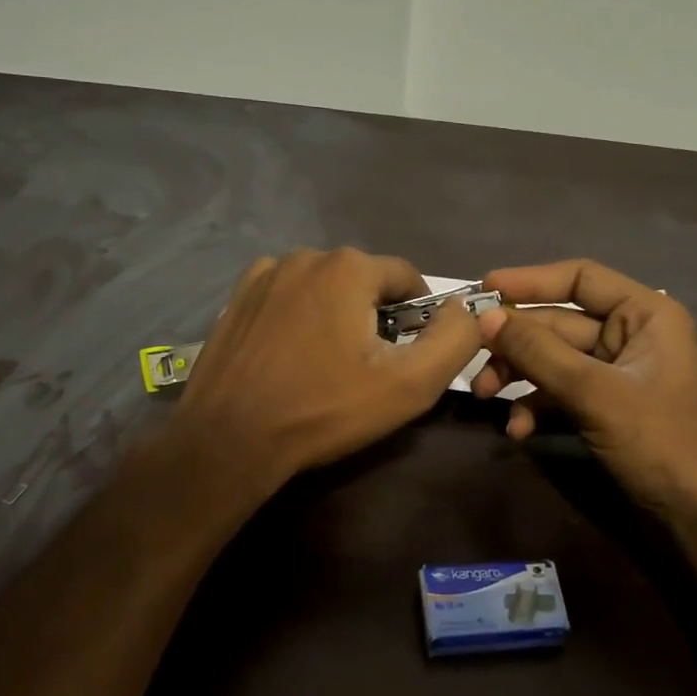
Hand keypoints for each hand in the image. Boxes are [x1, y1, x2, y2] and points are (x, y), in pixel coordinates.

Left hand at [170, 248, 483, 493]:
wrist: (229, 440)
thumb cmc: (324, 410)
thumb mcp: (409, 385)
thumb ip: (454, 340)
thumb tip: (467, 310)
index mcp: (349, 267)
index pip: (407, 277)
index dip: (419, 316)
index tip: (409, 355)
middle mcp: (306, 255)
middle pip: (364, 280)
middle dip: (375, 316)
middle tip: (367, 368)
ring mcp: (266, 273)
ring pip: (325, 287)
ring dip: (336, 314)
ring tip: (326, 365)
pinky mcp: (238, 297)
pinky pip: (287, 296)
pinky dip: (299, 316)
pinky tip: (290, 356)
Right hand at [469, 260, 696, 525]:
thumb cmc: (660, 442)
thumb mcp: (594, 392)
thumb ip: (538, 352)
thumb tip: (486, 317)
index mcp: (645, 314)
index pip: (580, 278)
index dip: (530, 280)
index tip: (484, 289)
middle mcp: (631, 335)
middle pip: (559, 323)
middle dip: (516, 342)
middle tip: (472, 357)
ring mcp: (618, 374)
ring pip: (554, 360)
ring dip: (519, 375)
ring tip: (486, 396)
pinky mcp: (606, 408)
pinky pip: (562, 393)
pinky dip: (537, 406)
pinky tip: (517, 430)